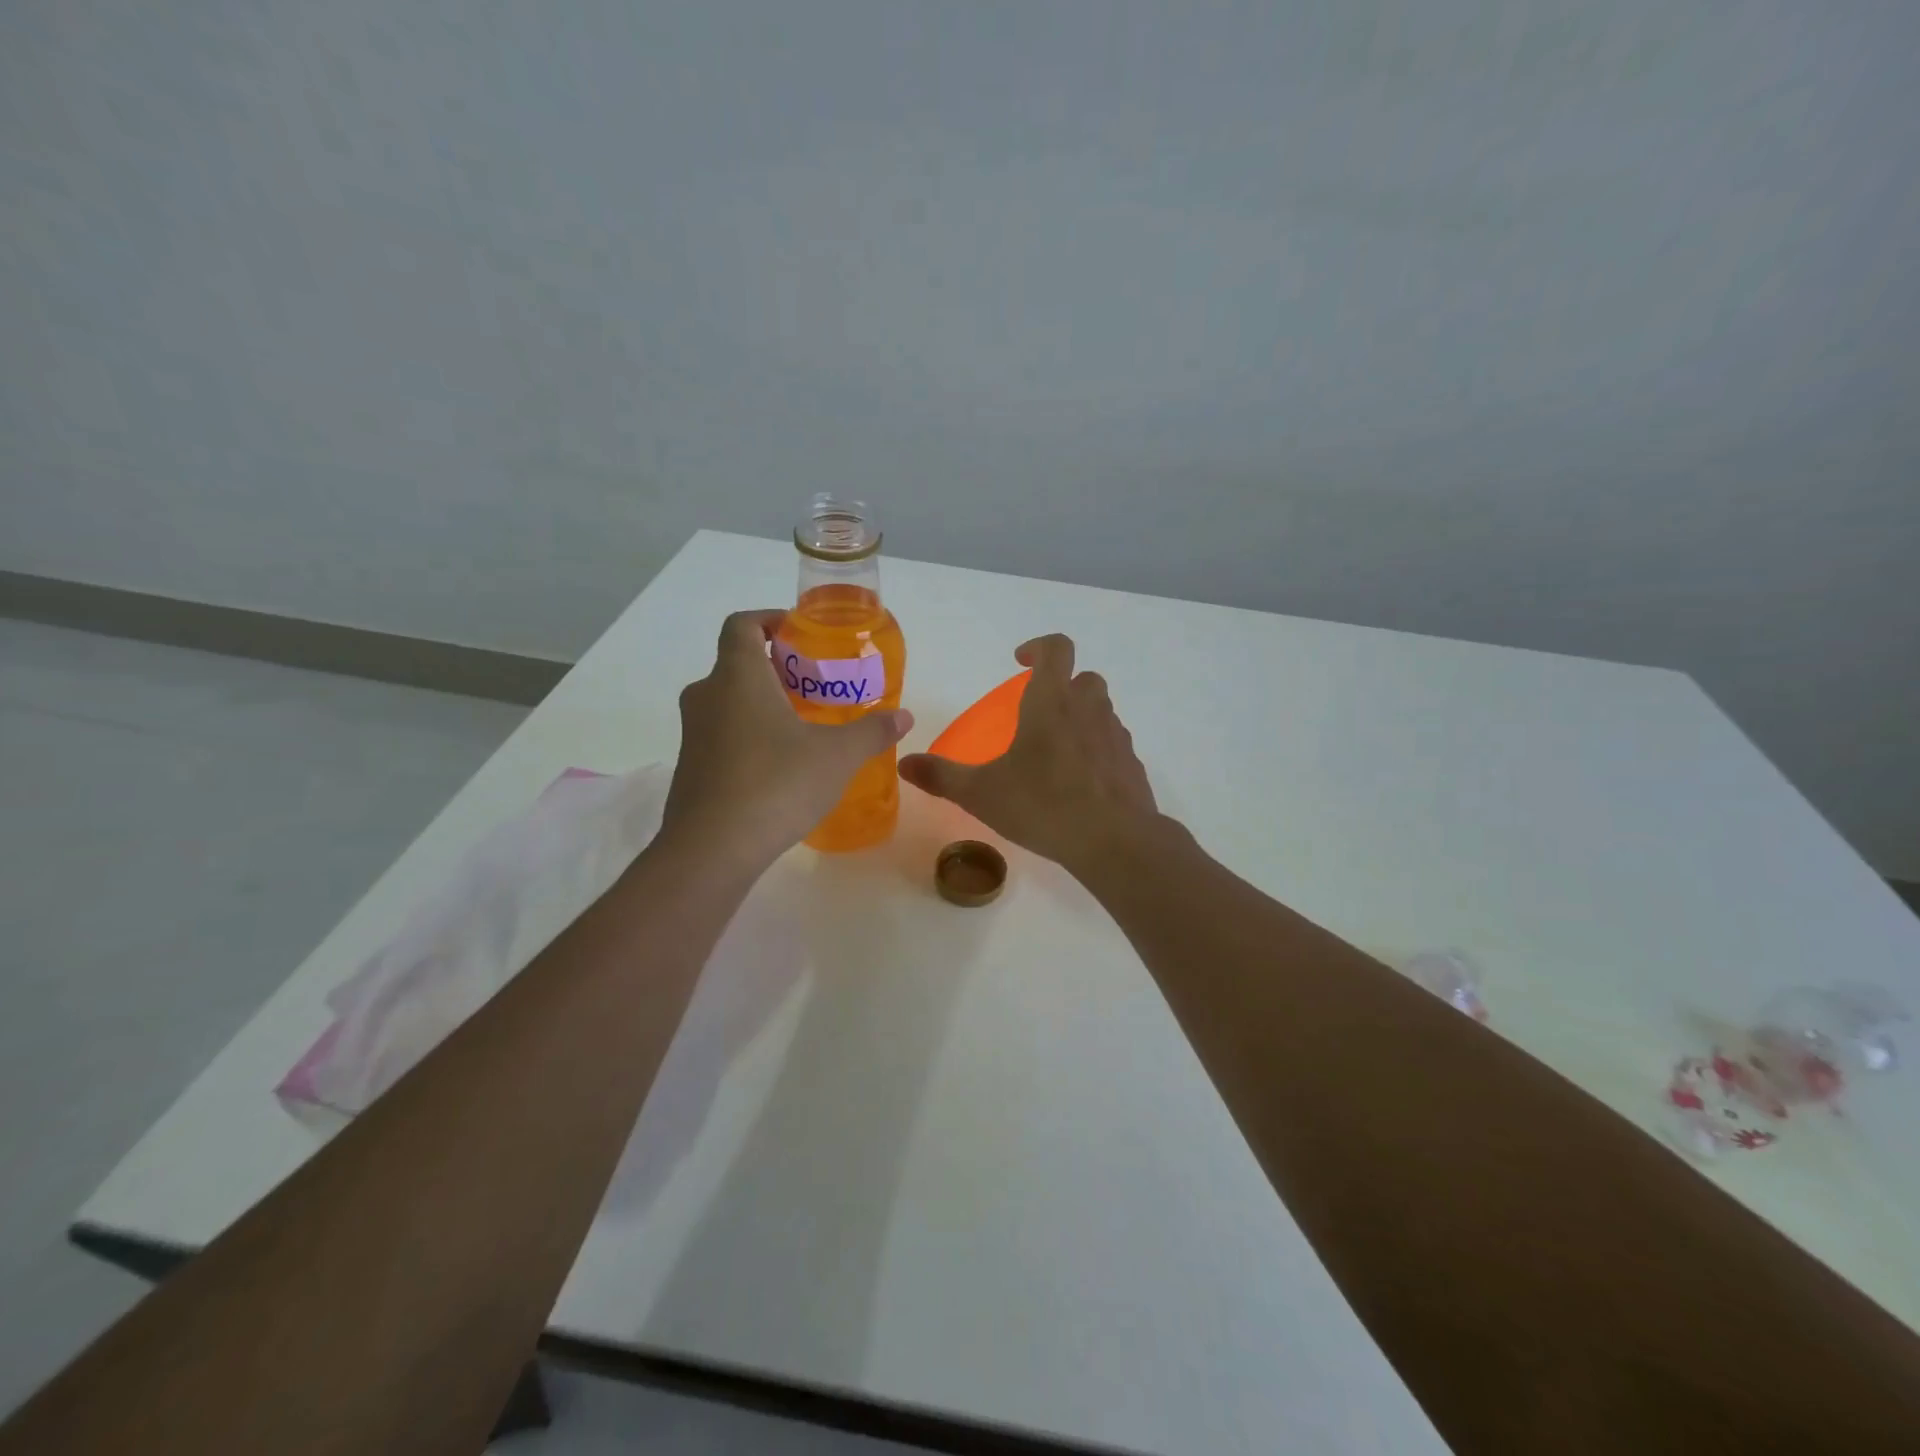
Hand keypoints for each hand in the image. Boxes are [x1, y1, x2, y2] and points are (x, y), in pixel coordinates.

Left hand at [662, 609, 912, 871]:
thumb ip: (871, 731)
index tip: (800, 634)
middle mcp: (707, 695)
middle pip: (738, 663)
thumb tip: (904, 716)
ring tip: (805, 726)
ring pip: (729, 701)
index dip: (770, 619)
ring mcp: (693, 734)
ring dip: (763, 704)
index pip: (742, 624)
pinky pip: (722, 735)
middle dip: (778, 668)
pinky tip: (782, 767)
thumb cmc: (777, 784)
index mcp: (738, 676)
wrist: (712, 849)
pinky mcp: (691, 768)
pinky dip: (750, 735)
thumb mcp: (837, 756)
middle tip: (816, 686)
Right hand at [898, 634, 1157, 873]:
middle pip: (1084, 678)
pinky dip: (1096, 750)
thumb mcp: (982, 793)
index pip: (1056, 649)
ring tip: (1056, 749)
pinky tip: (1080, 782)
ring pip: (1101, 711)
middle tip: (1038, 710)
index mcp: (1052, 703)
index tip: (1020, 660)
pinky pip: (1112, 745)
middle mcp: (1089, 710)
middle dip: (1063, 685)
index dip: (1038, 647)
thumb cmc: (1043, 805)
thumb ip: (942, 776)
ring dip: (1081, 717)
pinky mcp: (1131, 765)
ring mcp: (1116, 736)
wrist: (1114, 841)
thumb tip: (904, 763)